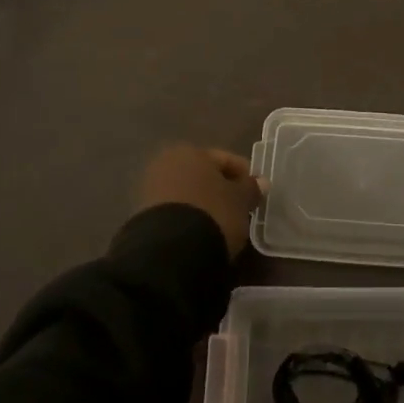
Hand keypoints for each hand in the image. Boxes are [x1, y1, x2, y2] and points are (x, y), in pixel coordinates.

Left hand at [135, 144, 263, 256]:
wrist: (170, 251)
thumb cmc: (213, 214)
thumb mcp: (240, 201)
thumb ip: (251, 188)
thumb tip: (260, 182)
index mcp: (192, 151)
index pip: (226, 160)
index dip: (245, 176)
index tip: (257, 195)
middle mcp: (167, 162)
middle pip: (204, 175)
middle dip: (222, 189)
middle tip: (240, 209)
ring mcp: (152, 188)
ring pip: (189, 192)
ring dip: (205, 203)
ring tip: (221, 224)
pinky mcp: (143, 214)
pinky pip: (176, 209)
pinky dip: (190, 216)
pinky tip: (201, 231)